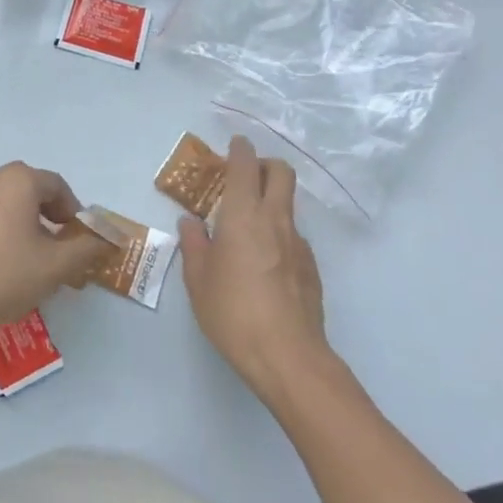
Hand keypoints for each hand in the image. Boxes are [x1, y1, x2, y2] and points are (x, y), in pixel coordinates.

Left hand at [0, 162, 109, 337]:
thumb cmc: (5, 273)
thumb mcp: (55, 266)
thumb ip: (86, 249)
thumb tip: (107, 240)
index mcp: (19, 180)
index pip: (59, 187)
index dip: (76, 214)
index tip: (80, 243)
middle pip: (34, 194)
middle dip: (53, 223)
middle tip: (62, 256)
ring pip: (11, 209)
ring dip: (29, 231)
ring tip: (36, 267)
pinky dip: (5, 237)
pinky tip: (6, 270)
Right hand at [179, 137, 330, 404]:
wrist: (289, 357)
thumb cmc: (233, 313)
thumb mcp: (198, 280)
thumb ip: (194, 245)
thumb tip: (191, 223)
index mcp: (243, 215)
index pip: (245, 166)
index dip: (240, 150)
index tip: (234, 145)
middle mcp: (275, 220)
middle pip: (280, 173)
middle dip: (264, 165)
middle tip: (244, 177)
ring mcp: (298, 244)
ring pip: (288, 205)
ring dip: (270, 202)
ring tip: (246, 228)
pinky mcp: (311, 268)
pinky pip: (293, 236)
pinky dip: (278, 235)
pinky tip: (263, 264)